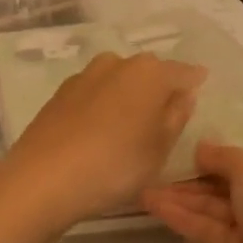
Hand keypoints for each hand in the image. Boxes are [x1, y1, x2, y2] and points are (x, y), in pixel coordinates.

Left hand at [0, 52, 204, 230]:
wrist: (42, 178)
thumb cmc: (115, 165)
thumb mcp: (159, 149)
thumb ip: (176, 117)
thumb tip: (183, 95)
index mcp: (149, 73)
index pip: (182, 72)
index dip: (193, 81)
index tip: (200, 87)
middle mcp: (118, 63)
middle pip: (148, 71)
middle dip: (159, 86)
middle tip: (166, 112)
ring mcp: (85, 76)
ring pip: (118, 78)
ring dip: (129, 93)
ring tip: (132, 122)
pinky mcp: (61, 93)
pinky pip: (95, 92)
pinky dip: (104, 103)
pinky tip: (101, 127)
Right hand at [142, 139, 242, 242]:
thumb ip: (222, 156)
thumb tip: (201, 148)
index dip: (219, 142)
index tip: (185, 135)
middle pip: (225, 177)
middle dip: (192, 173)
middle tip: (155, 165)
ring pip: (212, 204)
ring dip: (181, 196)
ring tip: (144, 190)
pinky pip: (207, 227)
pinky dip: (183, 217)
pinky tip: (154, 207)